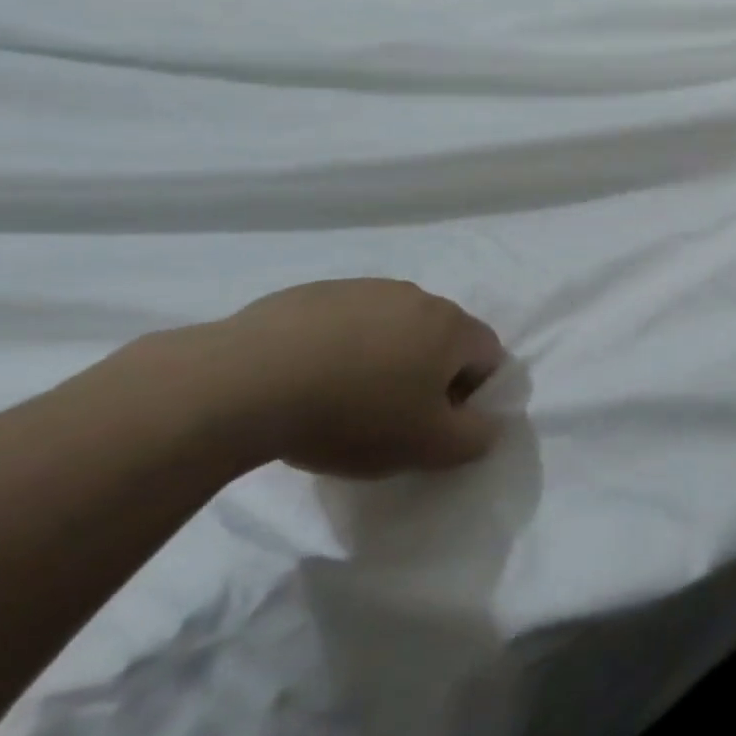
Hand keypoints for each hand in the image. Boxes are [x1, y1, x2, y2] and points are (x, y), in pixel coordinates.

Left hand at [179, 279, 504, 477]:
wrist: (246, 381)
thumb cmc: (354, 414)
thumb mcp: (427, 446)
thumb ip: (474, 438)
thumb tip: (489, 425)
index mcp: (452, 326)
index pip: (489, 355)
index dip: (472, 394)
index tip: (434, 425)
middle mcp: (417, 296)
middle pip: (441, 338)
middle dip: (427, 374)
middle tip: (391, 417)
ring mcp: (364, 289)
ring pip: (392, 327)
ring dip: (383, 358)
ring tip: (341, 400)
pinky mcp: (314, 293)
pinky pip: (345, 322)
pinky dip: (339, 347)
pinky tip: (305, 381)